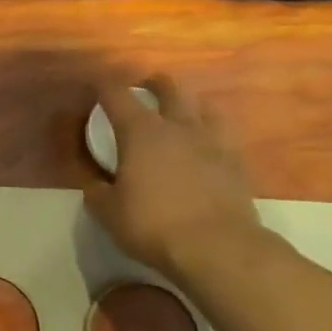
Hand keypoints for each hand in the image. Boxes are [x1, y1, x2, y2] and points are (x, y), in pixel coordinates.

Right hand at [83, 76, 262, 274]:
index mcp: (140, 132)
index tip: (97, 86)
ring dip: (190, 103)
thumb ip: (97, 192)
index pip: (117, 95)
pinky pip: (224, 134)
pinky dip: (212, 132)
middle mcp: (177, 126)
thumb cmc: (153, 224)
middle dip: (155, 83)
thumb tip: (95, 184)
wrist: (218, 247)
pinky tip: (208, 144)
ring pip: (204, 105)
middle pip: (169, 88)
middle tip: (146, 88)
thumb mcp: (108, 212)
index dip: (104, 86)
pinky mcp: (236, 162)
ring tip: (183, 112)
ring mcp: (212, 141)